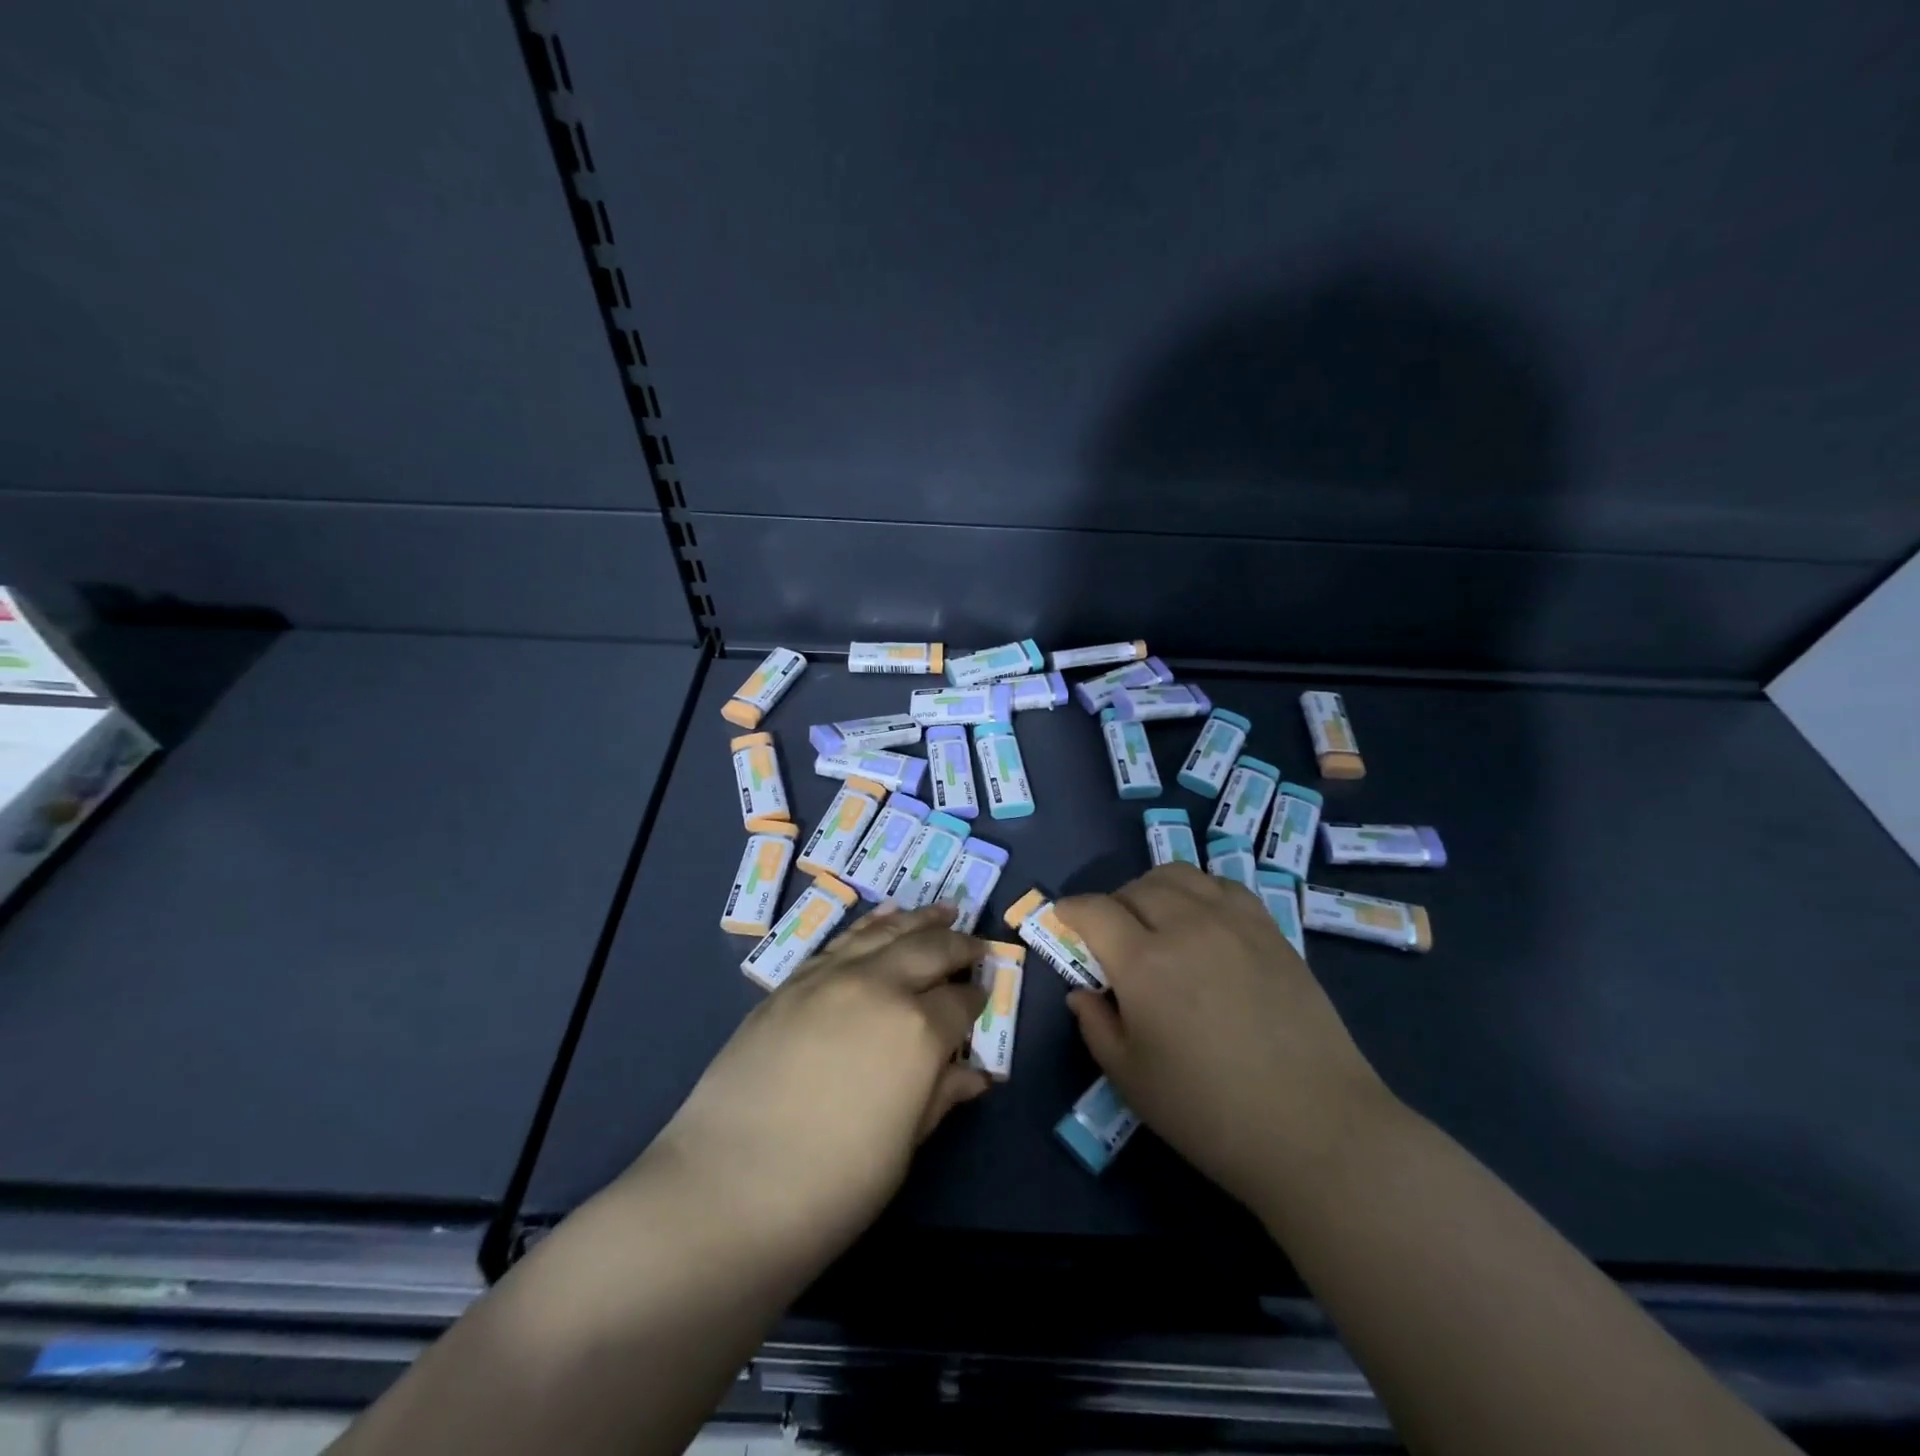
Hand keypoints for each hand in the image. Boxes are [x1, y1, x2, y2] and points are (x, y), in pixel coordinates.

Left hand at [635, 906, 989, 1267]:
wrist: (724, 1188)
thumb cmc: (831, 1186)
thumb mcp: (902, 1147)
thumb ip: (940, 1096)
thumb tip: (975, 1074)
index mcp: (918, 1030)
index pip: (960, 1002)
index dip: (976, 1001)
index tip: (982, 1001)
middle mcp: (879, 987)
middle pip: (930, 950)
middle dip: (959, 945)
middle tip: (975, 945)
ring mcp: (831, 978)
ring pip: (886, 932)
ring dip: (919, 920)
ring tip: (942, 910)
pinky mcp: (792, 982)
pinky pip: (843, 940)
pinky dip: (872, 925)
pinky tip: (883, 919)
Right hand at [1058, 864, 1392, 1211]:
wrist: (1315, 1129)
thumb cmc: (1209, 1113)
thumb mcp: (1131, 1080)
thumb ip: (1096, 1026)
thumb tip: (1083, 992)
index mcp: (1144, 963)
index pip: (1094, 910)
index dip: (1070, 910)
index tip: (1063, 920)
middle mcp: (1186, 926)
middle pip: (1136, 887)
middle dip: (1112, 904)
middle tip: (1111, 935)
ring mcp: (1234, 923)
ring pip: (1179, 875)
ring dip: (1154, 889)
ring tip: (1155, 919)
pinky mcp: (1271, 930)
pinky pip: (1224, 886)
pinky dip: (1200, 892)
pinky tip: (1203, 921)